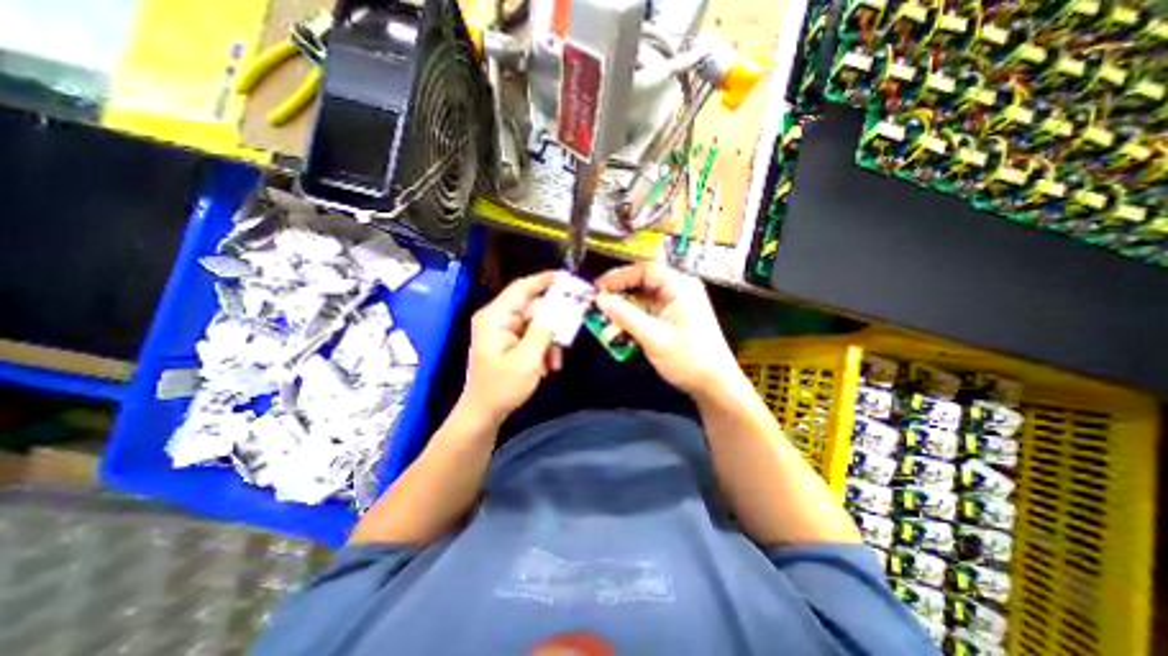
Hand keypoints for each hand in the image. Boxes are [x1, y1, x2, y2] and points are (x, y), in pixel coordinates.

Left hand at [460, 271, 557, 425]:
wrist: (484, 414)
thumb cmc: (501, 388)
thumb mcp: (526, 360)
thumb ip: (544, 332)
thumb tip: (560, 310)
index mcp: (495, 317)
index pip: (522, 289)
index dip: (544, 280)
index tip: (568, 278)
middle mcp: (499, 319)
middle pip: (534, 308)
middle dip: (553, 323)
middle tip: (572, 330)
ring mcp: (505, 331)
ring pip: (537, 324)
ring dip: (550, 341)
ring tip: (555, 361)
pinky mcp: (511, 343)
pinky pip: (534, 337)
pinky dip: (544, 349)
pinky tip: (547, 367)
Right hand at [598, 262, 742, 398]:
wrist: (714, 384)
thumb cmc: (688, 359)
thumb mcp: (653, 337)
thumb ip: (625, 316)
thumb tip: (601, 300)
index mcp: (681, 287)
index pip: (646, 270)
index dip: (620, 276)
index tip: (599, 287)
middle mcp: (680, 290)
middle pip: (644, 282)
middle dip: (621, 292)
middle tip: (599, 301)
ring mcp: (678, 304)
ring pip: (645, 298)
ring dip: (626, 307)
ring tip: (606, 317)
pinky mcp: (675, 318)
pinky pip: (650, 310)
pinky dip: (635, 317)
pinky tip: (621, 327)